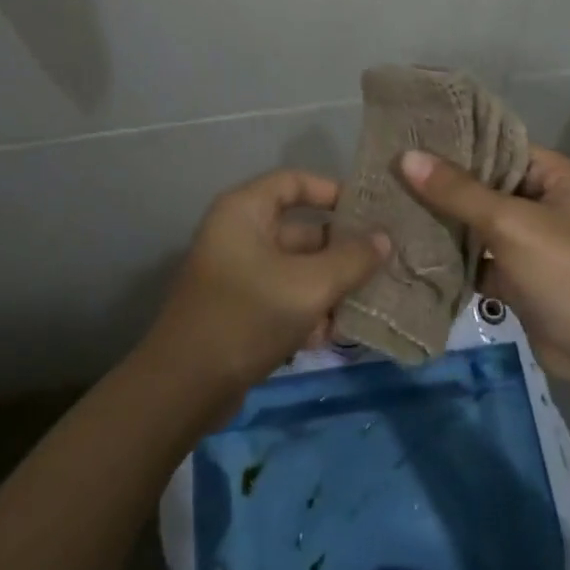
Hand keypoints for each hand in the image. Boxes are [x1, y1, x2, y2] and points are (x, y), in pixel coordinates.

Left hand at [146, 169, 389, 397]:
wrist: (185, 387)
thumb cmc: (247, 316)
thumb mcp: (309, 286)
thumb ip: (352, 259)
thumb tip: (384, 238)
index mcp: (245, 211)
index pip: (294, 182)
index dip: (332, 191)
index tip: (370, 211)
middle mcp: (238, 234)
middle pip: (300, 230)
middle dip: (340, 250)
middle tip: (383, 263)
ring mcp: (237, 274)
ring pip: (296, 269)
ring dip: (329, 286)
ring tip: (367, 302)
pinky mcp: (240, 310)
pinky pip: (283, 297)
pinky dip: (307, 311)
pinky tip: (331, 335)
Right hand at [398, 147, 569, 400]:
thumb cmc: (565, 273)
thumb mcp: (510, 224)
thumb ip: (458, 191)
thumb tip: (406, 157)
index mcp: (558, 177)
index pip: (502, 147)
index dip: (458, 142)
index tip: (410, 137)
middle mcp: (546, 203)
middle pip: (486, 185)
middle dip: (443, 184)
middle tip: (391, 170)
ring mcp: (532, 242)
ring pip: (479, 222)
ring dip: (444, 220)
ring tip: (392, 202)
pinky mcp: (518, 277)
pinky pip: (478, 256)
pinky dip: (452, 255)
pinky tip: (410, 245)